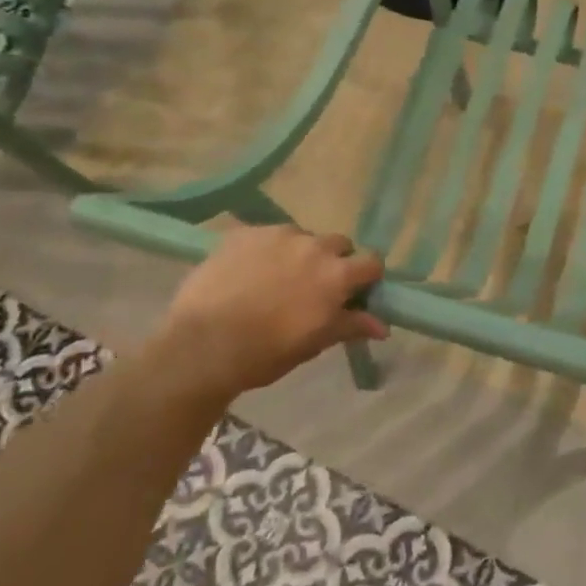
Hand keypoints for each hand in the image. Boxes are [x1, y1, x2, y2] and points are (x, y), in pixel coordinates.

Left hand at [149, 223, 388, 402]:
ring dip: (299, 253)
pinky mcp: (244, 232)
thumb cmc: (266, 352)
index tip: (355, 293)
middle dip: (334, 261)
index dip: (366, 277)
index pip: (371, 262)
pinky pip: (265, 235)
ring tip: (276, 278)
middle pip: (338, 243)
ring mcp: (276, 234)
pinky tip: (247, 273)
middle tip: (315, 286)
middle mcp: (312, 245)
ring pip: (301, 237)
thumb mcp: (314, 343)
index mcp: (336, 275)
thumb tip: (383, 326)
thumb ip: (350, 326)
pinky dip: (265, 250)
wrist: (202, 345)